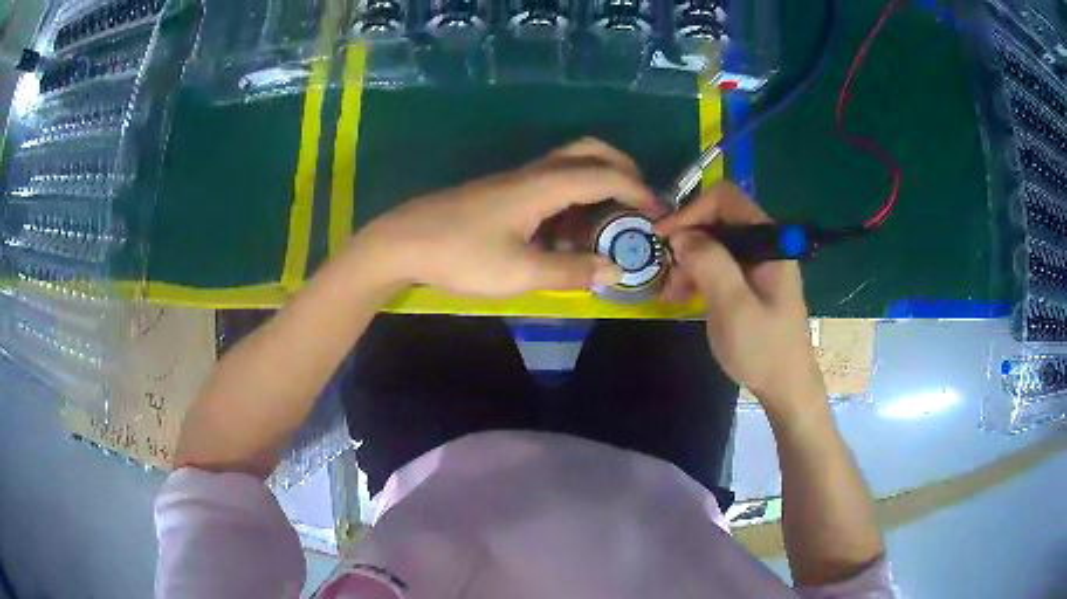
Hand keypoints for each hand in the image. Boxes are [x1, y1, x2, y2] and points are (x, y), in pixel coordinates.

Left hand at [349, 138, 659, 296]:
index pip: (604, 174)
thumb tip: (615, 270)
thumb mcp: (519, 273)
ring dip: (597, 183)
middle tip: (638, 203)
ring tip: (607, 224)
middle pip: (588, 151)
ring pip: (569, 164)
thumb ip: (570, 271)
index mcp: (542, 186)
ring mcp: (515, 179)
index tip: (660, 214)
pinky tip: (567, 231)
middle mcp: (533, 173)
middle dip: (622, 169)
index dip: (638, 190)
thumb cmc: (460, 256)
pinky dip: (572, 196)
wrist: (401, 242)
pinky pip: (549, 181)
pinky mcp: (502, 191)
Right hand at [656, 183, 825, 417]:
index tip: (665, 238)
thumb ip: (710, 262)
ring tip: (669, 291)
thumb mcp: (734, 306)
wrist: (786, 389)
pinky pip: (719, 266)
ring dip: (688, 260)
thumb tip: (681, 234)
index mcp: (769, 241)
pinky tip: (680, 296)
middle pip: (718, 219)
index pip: (725, 198)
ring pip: (715, 243)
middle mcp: (764, 245)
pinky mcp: (750, 284)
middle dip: (687, 238)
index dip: (692, 210)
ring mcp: (757, 265)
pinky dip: (697, 275)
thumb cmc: (763, 349)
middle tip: (664, 268)